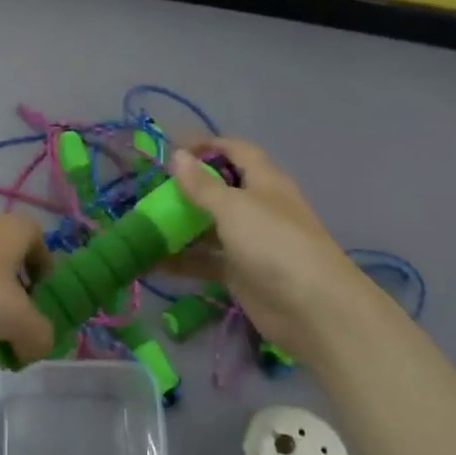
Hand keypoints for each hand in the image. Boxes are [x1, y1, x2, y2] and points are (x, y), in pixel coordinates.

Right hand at [168, 140, 385, 367]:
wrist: (312, 309)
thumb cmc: (274, 243)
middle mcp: (257, 208)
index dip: (208, 145)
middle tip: (149, 191)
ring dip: (180, 226)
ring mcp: (249, 243)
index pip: (236, 151)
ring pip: (209, 227)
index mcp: (264, 181)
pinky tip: (152, 261)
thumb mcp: (234, 207)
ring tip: (143, 225)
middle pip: (219, 190)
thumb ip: (203, 185)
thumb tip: (178, 155)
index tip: (172, 149)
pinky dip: (182, 261)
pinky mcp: (241, 274)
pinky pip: (206, 261)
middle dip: (187, 189)